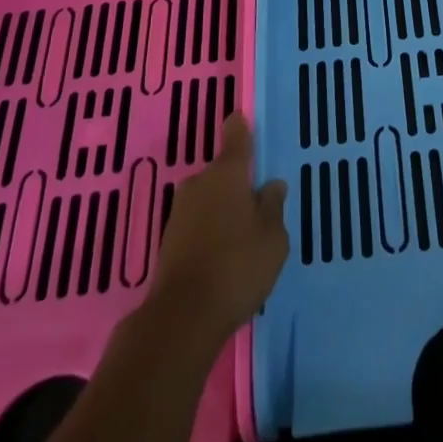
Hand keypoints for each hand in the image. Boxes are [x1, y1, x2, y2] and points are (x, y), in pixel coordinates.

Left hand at [145, 113, 287, 346]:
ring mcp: (180, 211)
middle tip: (257, 207)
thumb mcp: (273, 237)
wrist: (182, 318)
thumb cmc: (237, 266)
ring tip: (242, 238)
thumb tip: (272, 185)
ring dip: (222, 210)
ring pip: (208, 199)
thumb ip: (273, 206)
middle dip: (237, 184)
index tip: (246, 123)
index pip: (236, 135)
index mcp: (228, 172)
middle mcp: (200, 182)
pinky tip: (222, 257)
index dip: (242, 128)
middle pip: (222, 172)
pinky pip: (197, 224)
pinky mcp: (168, 240)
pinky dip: (209, 232)